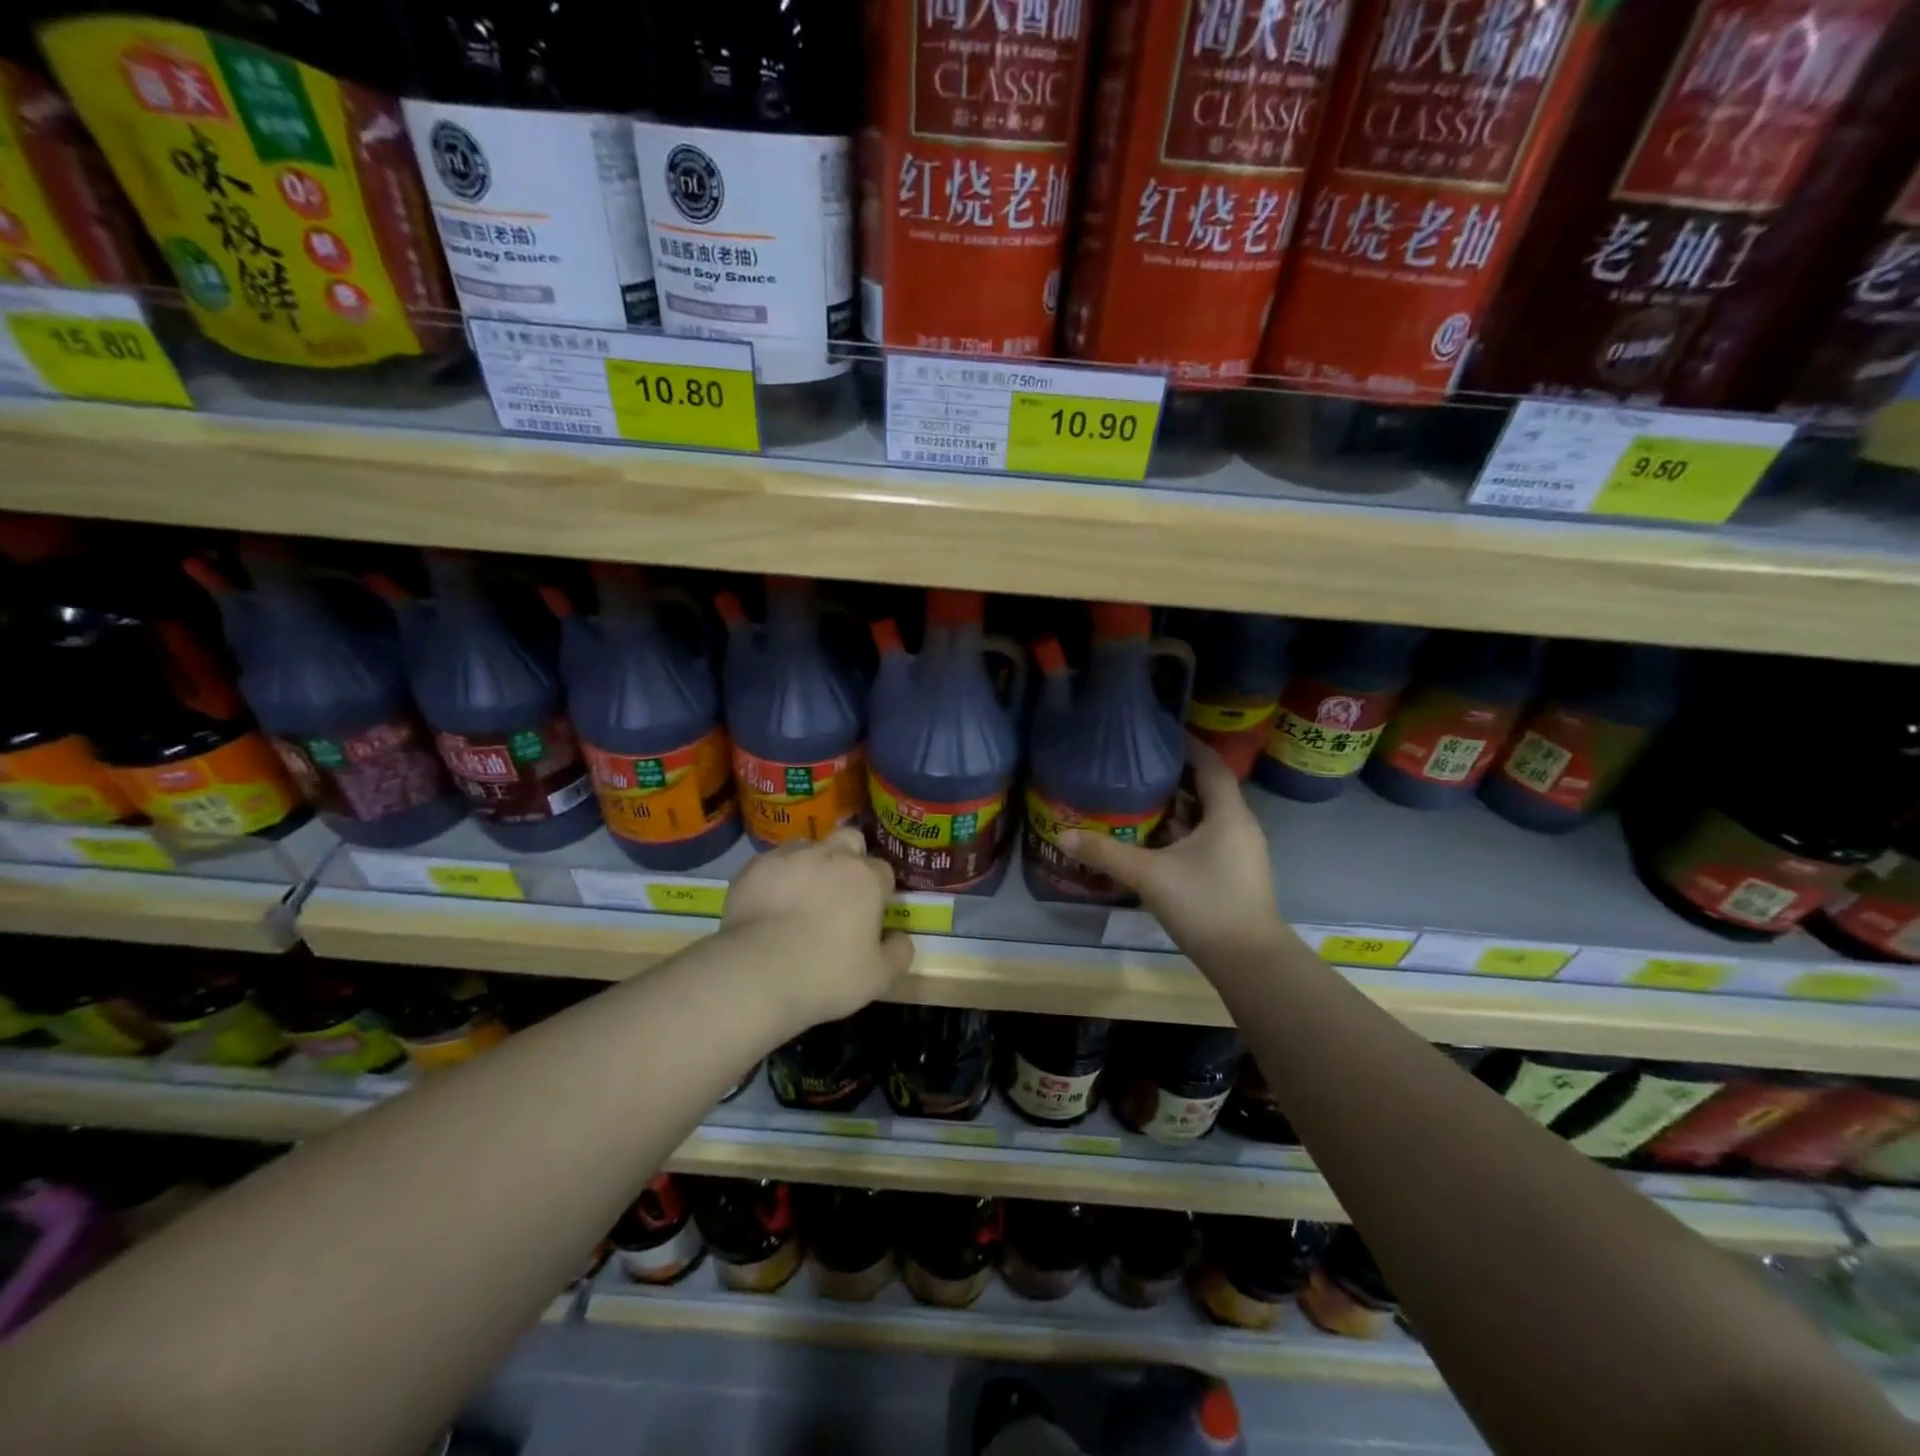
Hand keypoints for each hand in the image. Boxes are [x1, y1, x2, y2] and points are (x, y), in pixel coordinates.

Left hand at [722, 827, 913, 1025]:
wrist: (757, 973)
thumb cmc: (826, 975)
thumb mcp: (878, 978)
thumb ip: (898, 953)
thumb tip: (901, 938)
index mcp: (866, 879)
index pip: (883, 871)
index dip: (880, 890)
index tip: (872, 912)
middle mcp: (831, 856)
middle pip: (849, 839)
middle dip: (849, 857)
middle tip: (840, 890)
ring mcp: (790, 857)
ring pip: (808, 846)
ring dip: (811, 863)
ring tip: (800, 895)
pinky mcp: (755, 867)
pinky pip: (772, 863)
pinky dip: (775, 877)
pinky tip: (768, 903)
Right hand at [1061, 738, 1287, 969]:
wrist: (1249, 961)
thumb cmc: (1204, 905)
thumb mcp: (1149, 876)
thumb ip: (1106, 854)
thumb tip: (1064, 836)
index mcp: (1228, 815)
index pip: (1210, 765)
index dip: (1188, 745)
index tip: (1159, 733)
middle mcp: (1240, 826)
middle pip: (1209, 788)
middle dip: (1176, 776)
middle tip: (1138, 765)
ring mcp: (1241, 851)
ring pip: (1208, 815)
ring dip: (1179, 805)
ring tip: (1141, 797)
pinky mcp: (1236, 872)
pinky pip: (1209, 837)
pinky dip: (1185, 830)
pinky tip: (1156, 839)